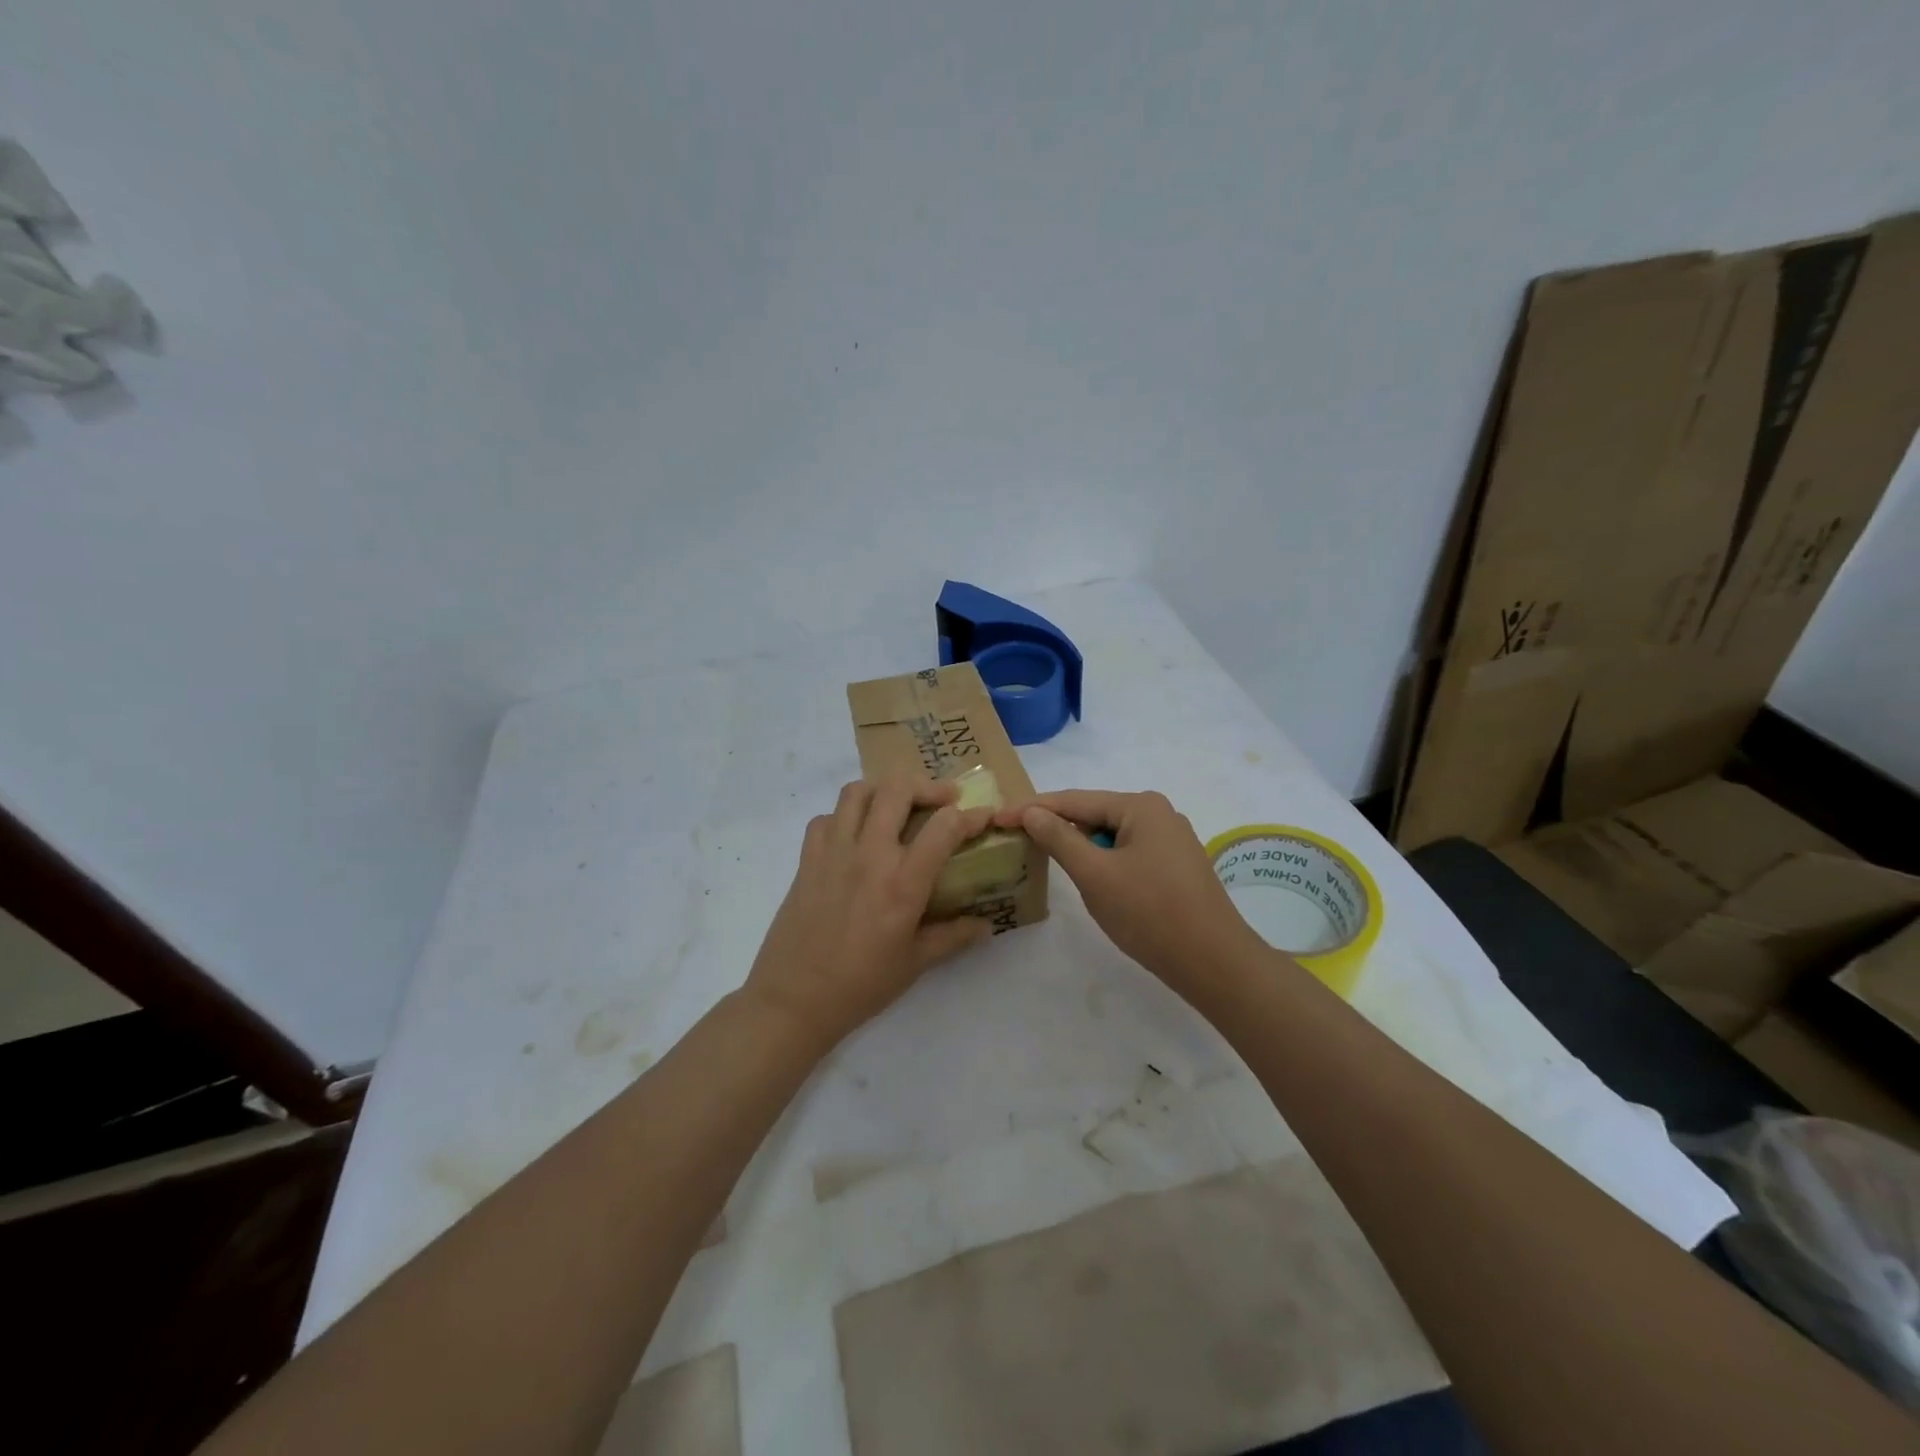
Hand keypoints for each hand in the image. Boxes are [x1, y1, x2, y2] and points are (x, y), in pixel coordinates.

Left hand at [745, 779, 994, 1051]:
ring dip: (883, 791)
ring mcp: (834, 852)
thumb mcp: (915, 964)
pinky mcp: (807, 859)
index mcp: (903, 883)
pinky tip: (854, 836)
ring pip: (858, 792)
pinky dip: (844, 817)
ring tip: (897, 807)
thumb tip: (986, 925)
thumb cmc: (861, 985)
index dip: (970, 816)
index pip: (944, 826)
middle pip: (898, 789)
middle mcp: (870, 855)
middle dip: (928, 786)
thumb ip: (953, 936)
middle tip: (943, 800)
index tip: (983, 817)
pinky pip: (826, 818)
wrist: (794, 1000)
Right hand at [994, 789, 1262, 998]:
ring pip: (1110, 836)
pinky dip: (1103, 861)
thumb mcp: (1095, 875)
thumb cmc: (1150, 914)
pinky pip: (1127, 852)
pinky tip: (1089, 878)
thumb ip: (1059, 838)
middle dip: (1057, 827)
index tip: (998, 818)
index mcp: (1140, 806)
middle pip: (1094, 814)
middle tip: (1018, 838)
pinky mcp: (1176, 865)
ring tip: (1046, 858)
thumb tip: (1032, 812)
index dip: (1033, 809)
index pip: (1074, 801)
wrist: (1214, 963)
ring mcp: (1171, 840)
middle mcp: (1159, 813)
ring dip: (1080, 847)